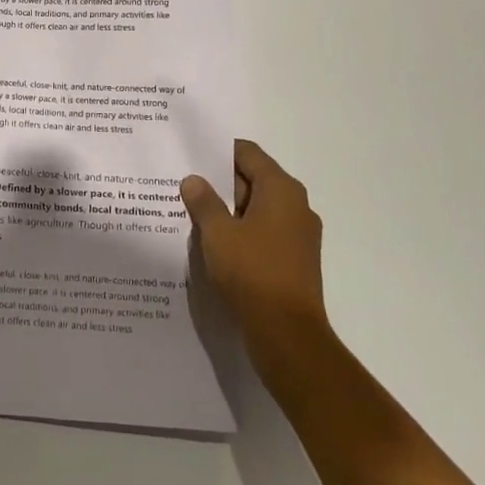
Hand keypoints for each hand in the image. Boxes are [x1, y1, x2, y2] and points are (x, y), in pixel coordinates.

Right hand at [181, 140, 331, 374]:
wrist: (287, 333)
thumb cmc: (252, 272)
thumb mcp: (218, 233)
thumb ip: (204, 202)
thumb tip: (193, 180)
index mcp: (281, 189)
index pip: (247, 153)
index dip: (218, 151)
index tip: (191, 155)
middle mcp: (296, 205)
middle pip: (254, 179)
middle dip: (220, 182)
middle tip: (185, 184)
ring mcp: (299, 234)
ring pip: (258, 208)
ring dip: (229, 209)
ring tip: (193, 214)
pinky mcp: (295, 259)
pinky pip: (264, 232)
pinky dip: (242, 231)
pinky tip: (215, 243)